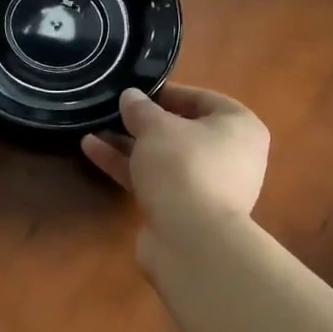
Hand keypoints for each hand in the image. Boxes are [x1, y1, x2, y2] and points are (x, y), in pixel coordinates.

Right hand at [80, 85, 268, 240]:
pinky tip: (93, 151)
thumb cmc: (184, 167)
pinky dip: (128, 166)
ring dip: (129, 144)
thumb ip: (141, 109)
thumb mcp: (157, 128)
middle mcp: (231, 156)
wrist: (191, 240)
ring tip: (93, 128)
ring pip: (164, 157)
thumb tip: (131, 96)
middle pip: (182, 130)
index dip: (168, 92)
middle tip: (114, 111)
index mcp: (239, 127)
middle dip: (144, 122)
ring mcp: (208, 186)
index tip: (137, 91)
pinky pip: (155, 180)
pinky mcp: (184, 210)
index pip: (203, 99)